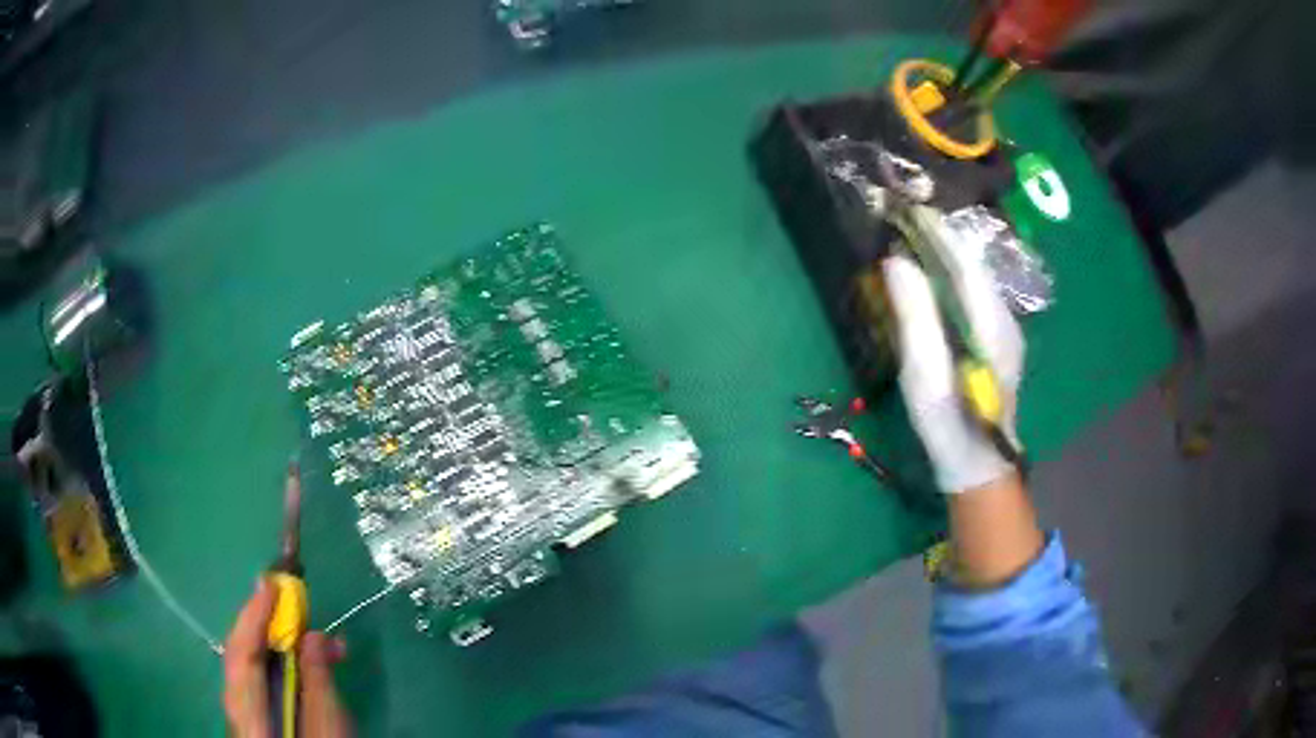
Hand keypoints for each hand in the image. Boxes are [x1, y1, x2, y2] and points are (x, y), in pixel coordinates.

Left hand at [223, 577, 353, 737]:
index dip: (254, 615)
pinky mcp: (261, 721)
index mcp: (246, 713)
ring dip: (288, 649)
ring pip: (258, 669)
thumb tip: (313, 634)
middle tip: (304, 607)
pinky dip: (289, 669)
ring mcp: (247, 715)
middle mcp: (237, 709)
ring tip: (329, 644)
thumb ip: (317, 681)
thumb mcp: (328, 728)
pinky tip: (315, 668)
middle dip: (274, 628)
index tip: (273, 583)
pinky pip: (268, 684)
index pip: (240, 654)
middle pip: (245, 657)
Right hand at [882, 231, 1024, 493]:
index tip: (908, 206)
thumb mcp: (926, 378)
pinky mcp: (997, 341)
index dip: (938, 231)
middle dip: (941, 238)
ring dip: (947, 254)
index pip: (965, 262)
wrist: (980, 468)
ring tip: (914, 238)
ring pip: (976, 278)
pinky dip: (952, 276)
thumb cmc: (949, 427)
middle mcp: (1004, 319)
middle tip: (904, 217)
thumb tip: (896, 261)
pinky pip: (974, 295)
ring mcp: (1005, 331)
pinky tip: (934, 278)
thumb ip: (915, 318)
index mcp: (990, 325)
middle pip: (973, 265)